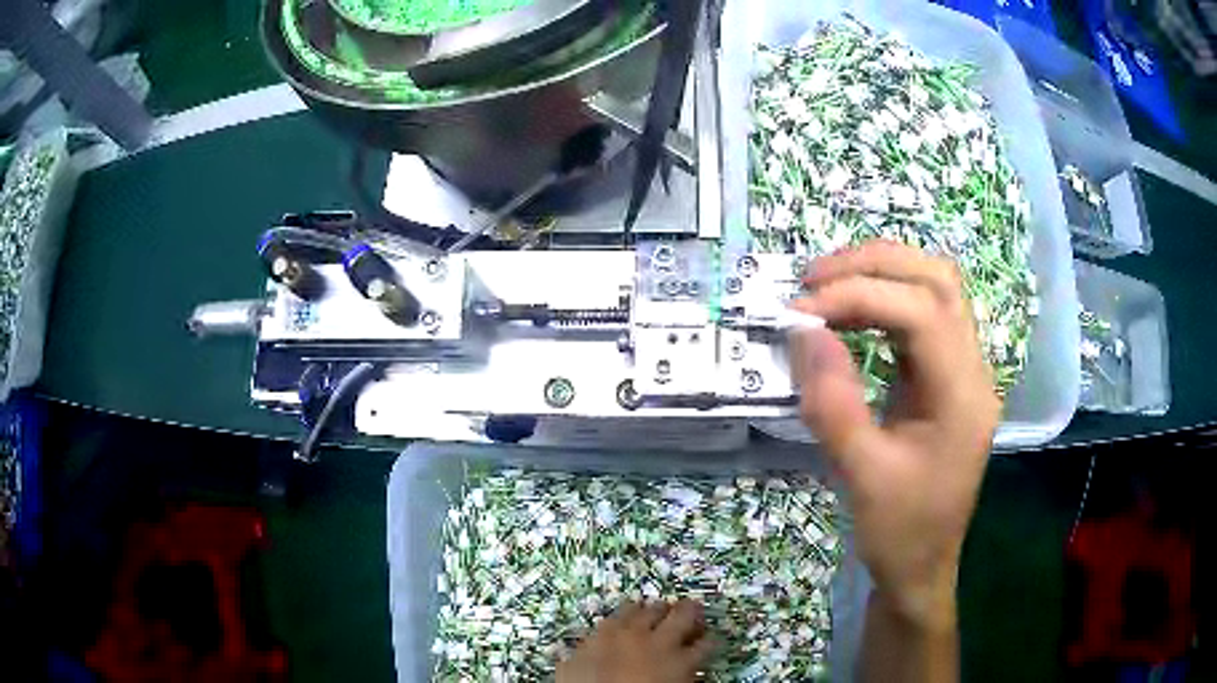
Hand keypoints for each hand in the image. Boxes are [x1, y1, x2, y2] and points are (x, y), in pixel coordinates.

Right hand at [556, 600, 712, 682]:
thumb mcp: (570, 670)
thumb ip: (581, 654)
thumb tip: (580, 651)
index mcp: (611, 632)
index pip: (630, 610)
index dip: (639, 610)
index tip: (643, 612)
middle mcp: (643, 633)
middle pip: (663, 610)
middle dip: (672, 608)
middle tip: (678, 609)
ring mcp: (669, 648)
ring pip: (691, 623)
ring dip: (696, 621)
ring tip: (699, 623)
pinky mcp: (689, 666)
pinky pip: (705, 648)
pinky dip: (707, 645)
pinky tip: (708, 647)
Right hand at [789, 240, 998, 628]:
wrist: (922, 567)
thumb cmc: (899, 531)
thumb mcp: (861, 476)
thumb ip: (833, 403)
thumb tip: (803, 331)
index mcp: (963, 397)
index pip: (922, 312)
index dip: (860, 296)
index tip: (802, 312)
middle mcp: (973, 370)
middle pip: (938, 279)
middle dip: (874, 264)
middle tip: (813, 280)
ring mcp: (964, 369)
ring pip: (936, 286)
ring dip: (881, 272)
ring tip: (827, 285)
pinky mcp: (946, 375)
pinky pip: (923, 313)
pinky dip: (885, 297)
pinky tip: (851, 312)